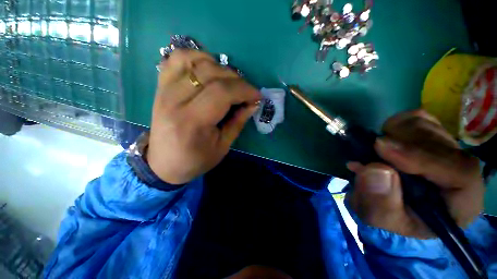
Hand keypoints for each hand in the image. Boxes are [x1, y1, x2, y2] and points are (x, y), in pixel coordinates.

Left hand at [147, 50, 260, 184]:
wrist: (164, 163)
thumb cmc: (195, 160)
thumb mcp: (223, 146)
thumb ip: (238, 122)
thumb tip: (253, 103)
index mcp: (192, 121)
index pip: (222, 92)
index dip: (245, 90)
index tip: (258, 96)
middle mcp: (174, 100)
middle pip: (211, 73)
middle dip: (237, 80)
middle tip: (246, 92)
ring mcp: (164, 89)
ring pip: (195, 60)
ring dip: (220, 67)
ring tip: (229, 83)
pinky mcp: (161, 86)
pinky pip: (177, 58)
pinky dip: (197, 57)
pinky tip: (208, 69)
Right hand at [346, 110, 484, 238]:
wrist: (390, 201)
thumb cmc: (389, 215)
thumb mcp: (379, 217)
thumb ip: (379, 202)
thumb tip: (375, 169)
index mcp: (461, 201)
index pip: (461, 173)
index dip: (422, 157)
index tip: (381, 147)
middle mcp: (460, 169)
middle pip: (440, 142)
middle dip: (401, 144)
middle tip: (371, 153)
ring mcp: (446, 147)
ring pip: (425, 126)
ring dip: (394, 135)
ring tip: (377, 153)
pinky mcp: (429, 133)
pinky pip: (413, 118)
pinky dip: (394, 126)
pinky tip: (385, 143)